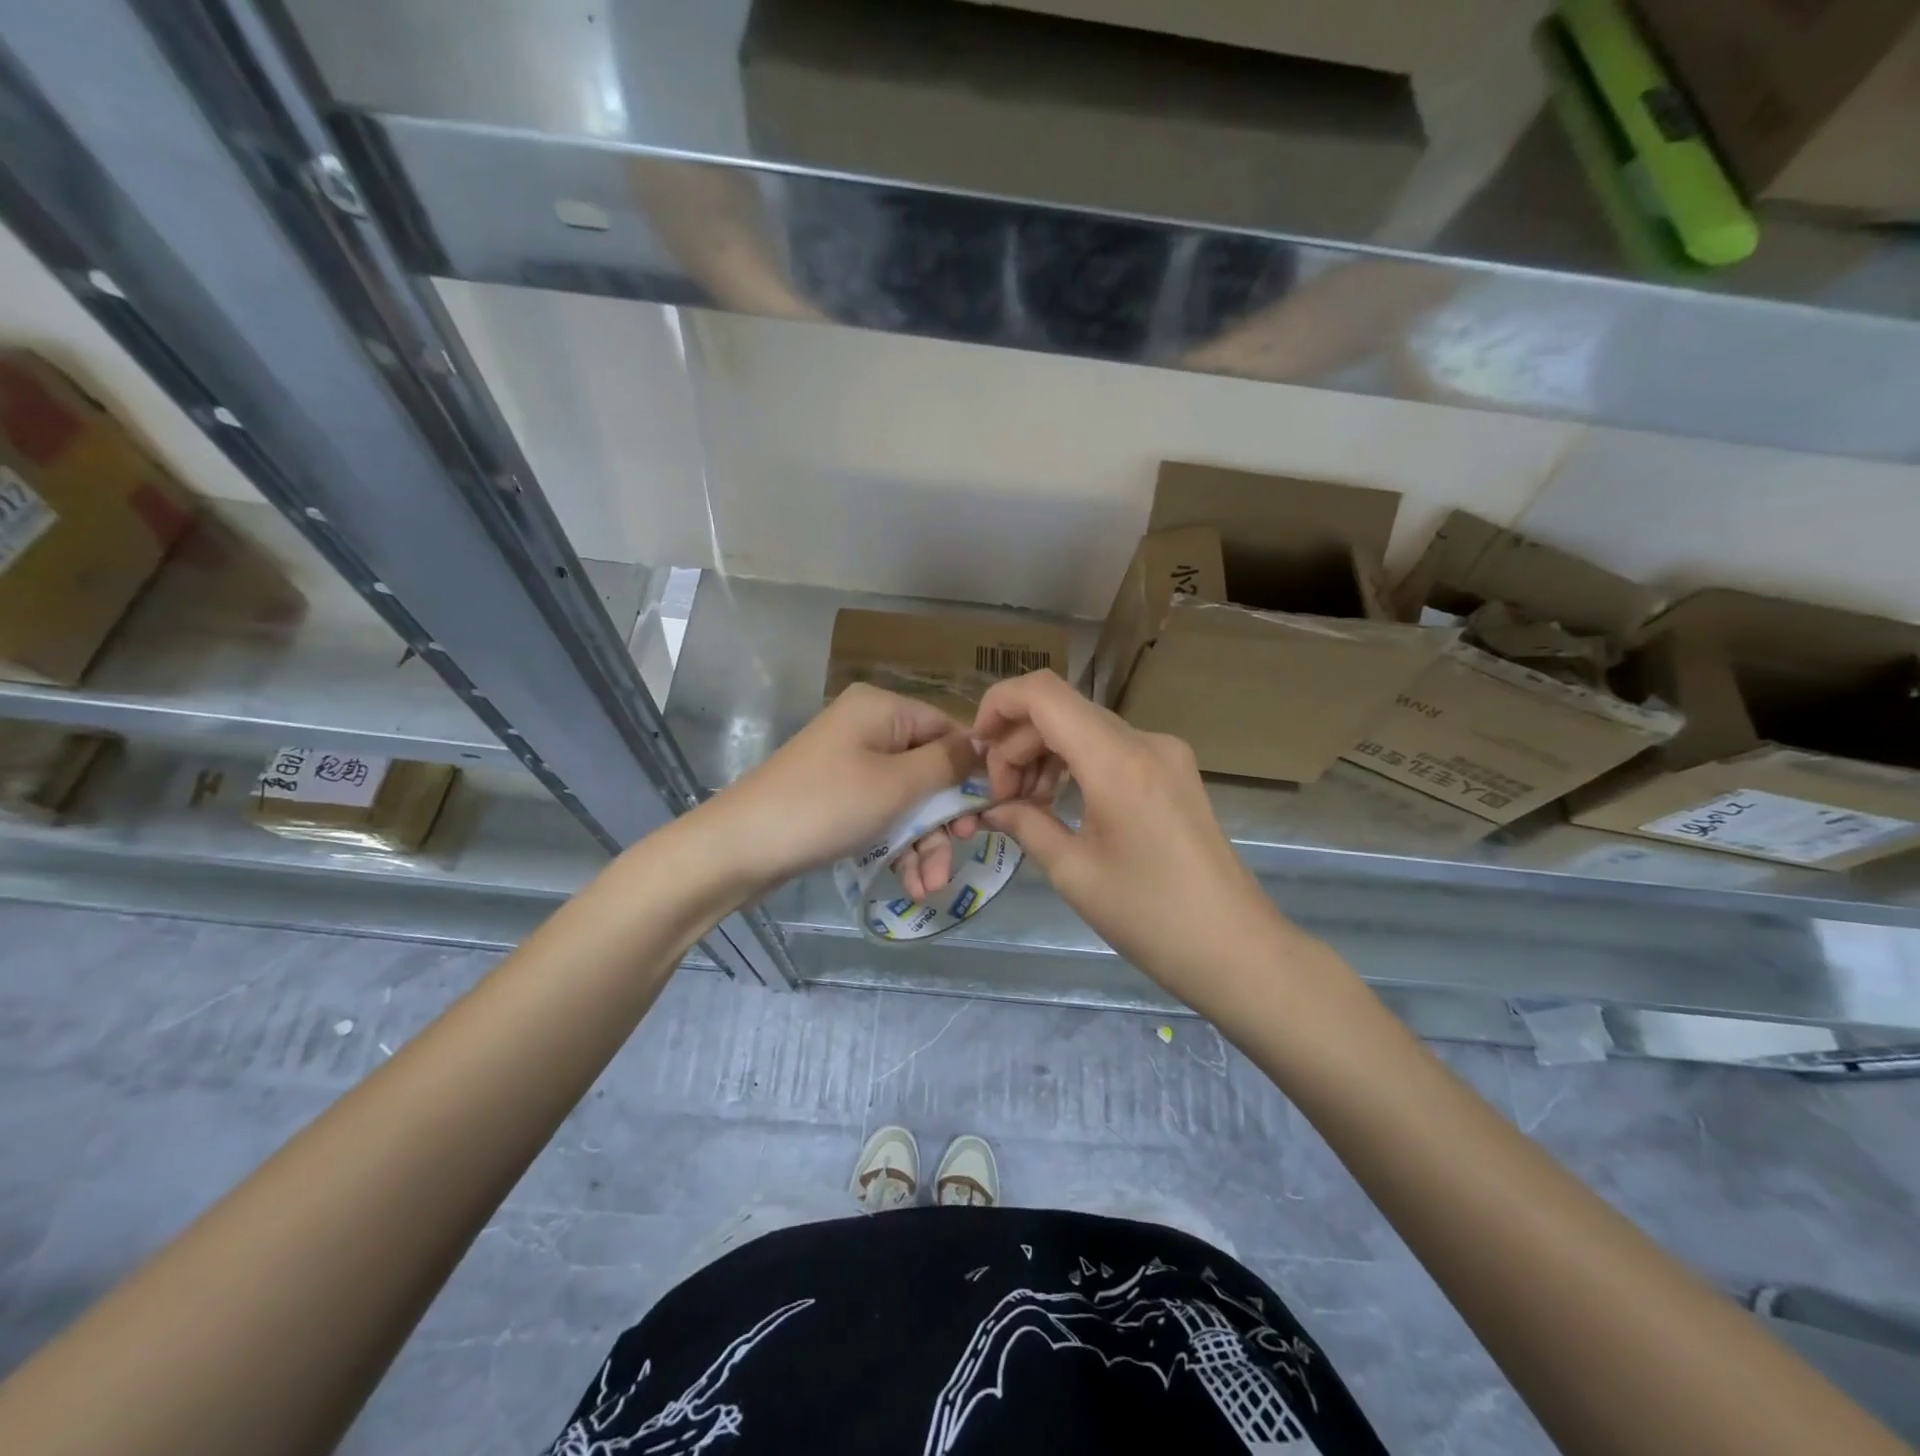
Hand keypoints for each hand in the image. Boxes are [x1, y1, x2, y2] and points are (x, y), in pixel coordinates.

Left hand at [700, 684, 974, 896]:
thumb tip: (985, 746)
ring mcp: (851, 764)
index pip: (948, 729)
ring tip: (929, 886)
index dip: (972, 770)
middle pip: (930, 769)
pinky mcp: (839, 797)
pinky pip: (883, 815)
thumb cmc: (826, 806)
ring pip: (908, 800)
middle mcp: (869, 728)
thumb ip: (948, 764)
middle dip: (945, 819)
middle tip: (960, 850)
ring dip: (924, 844)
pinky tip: (910, 884)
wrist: (740, 847)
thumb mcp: (897, 785)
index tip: (990, 812)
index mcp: (883, 709)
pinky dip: (898, 847)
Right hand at [971, 671, 1300, 1017]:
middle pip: (1061, 711)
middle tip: (1000, 799)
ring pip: (1084, 728)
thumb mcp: (1073, 872)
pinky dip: (1075, 764)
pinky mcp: (1174, 771)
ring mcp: (1164, 753)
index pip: (1043, 694)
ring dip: (1045, 755)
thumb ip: (1025, 824)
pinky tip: (1061, 803)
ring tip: (1027, 805)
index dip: (998, 705)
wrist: (1235, 948)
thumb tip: (990, 808)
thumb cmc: (1150, 917)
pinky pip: (1110, 748)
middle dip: (1017, 745)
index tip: (976, 751)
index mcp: (1116, 760)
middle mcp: (1143, 741)